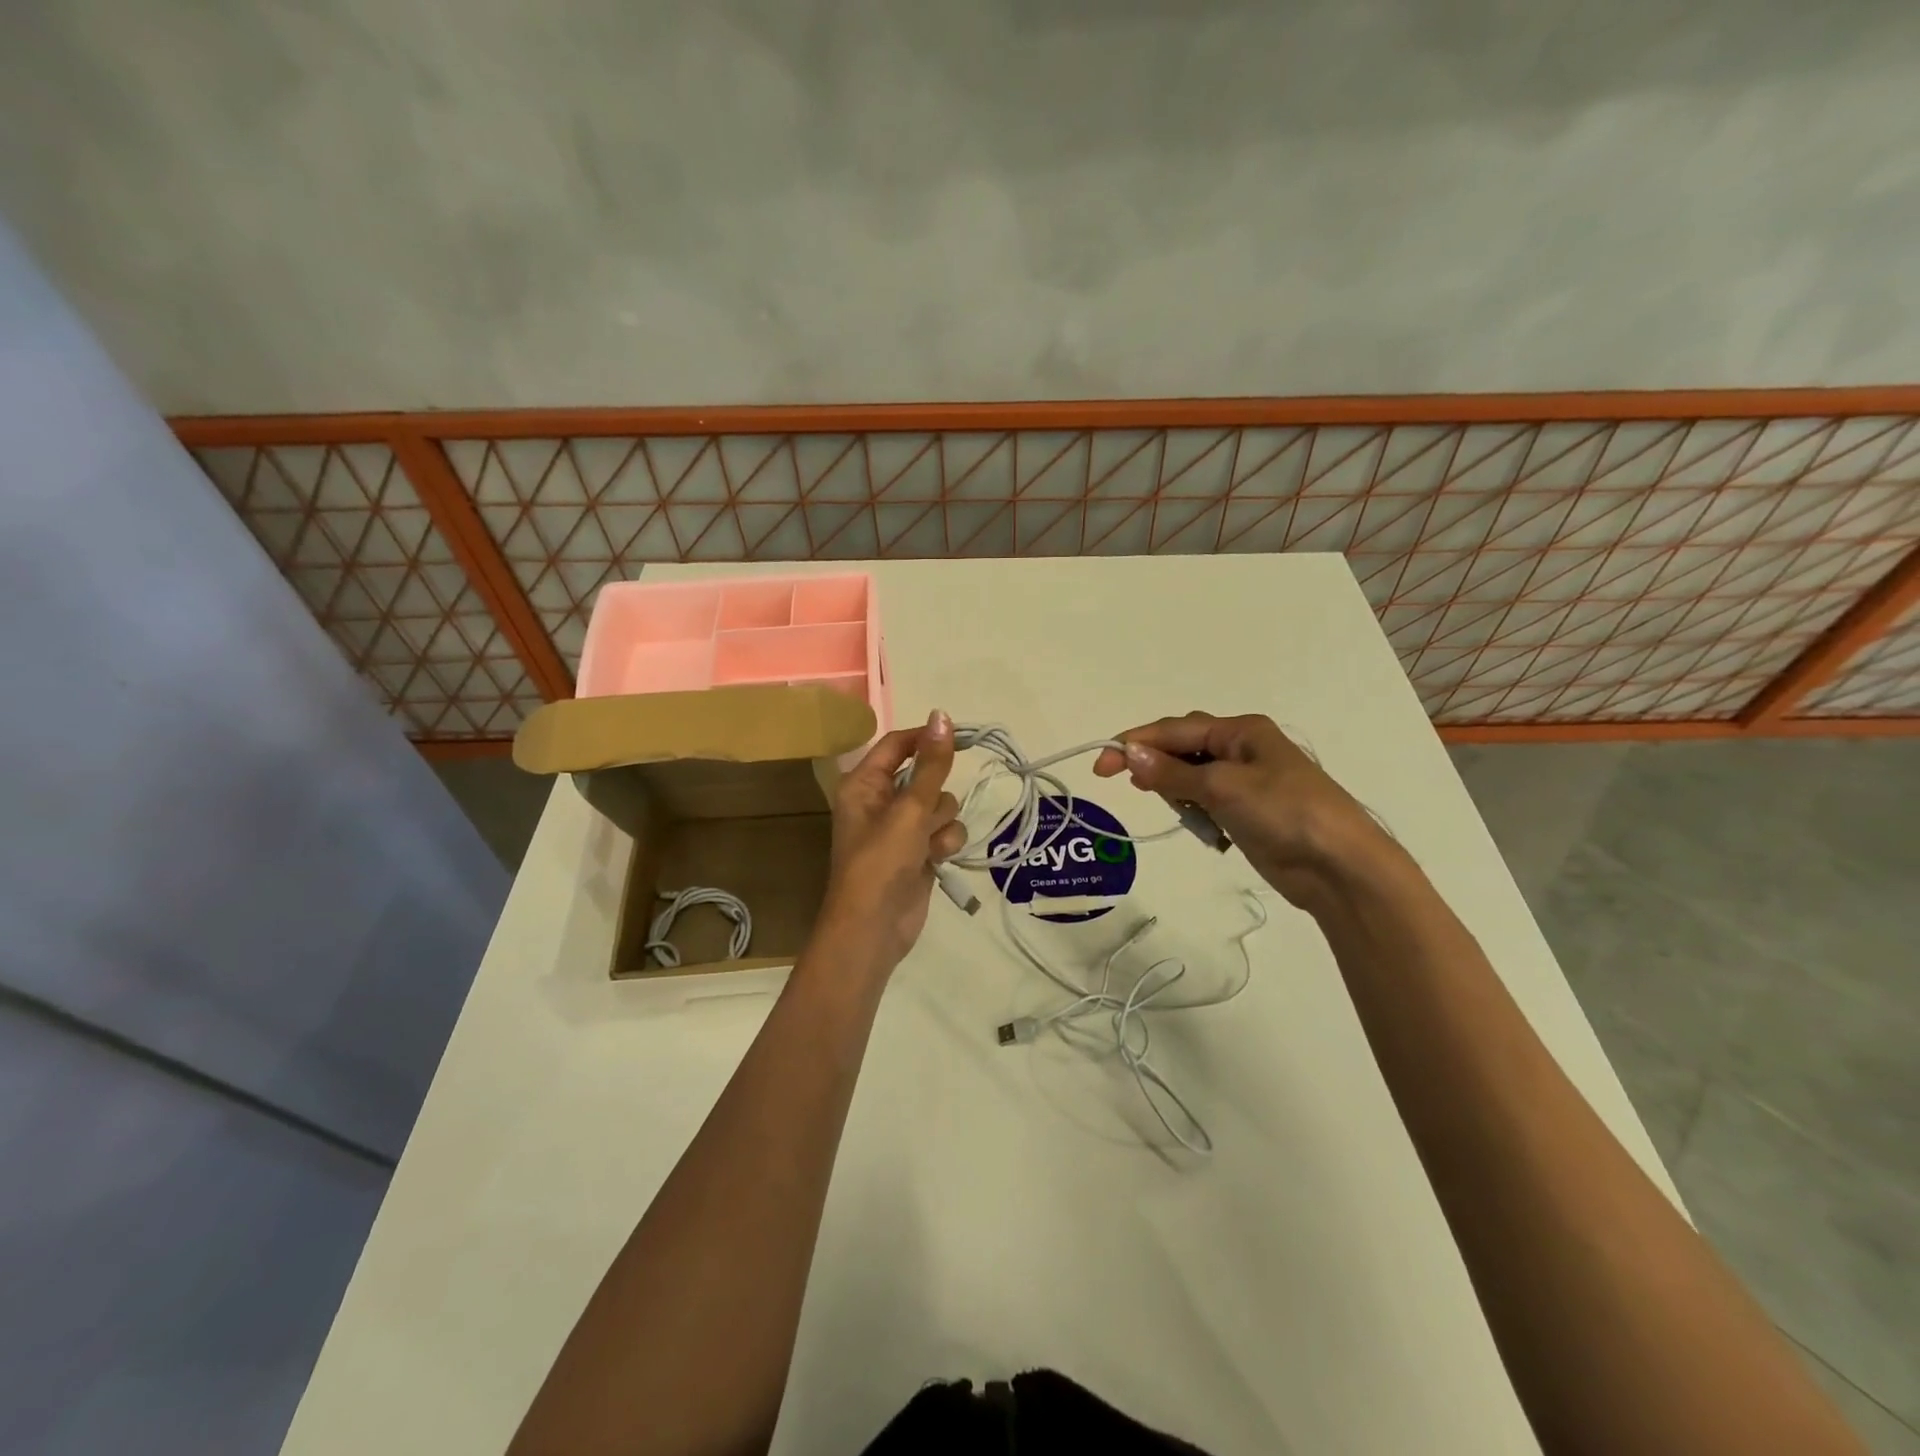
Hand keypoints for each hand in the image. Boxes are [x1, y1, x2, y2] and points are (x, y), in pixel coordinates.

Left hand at [815, 710, 967, 976]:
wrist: (874, 929)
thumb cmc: (881, 862)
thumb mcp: (909, 809)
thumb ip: (931, 764)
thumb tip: (942, 715)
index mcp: (864, 784)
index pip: (897, 744)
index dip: (926, 738)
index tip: (961, 737)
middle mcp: (881, 801)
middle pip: (925, 775)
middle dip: (934, 794)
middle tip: (925, 813)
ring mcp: (901, 829)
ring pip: (940, 805)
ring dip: (941, 823)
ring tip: (927, 844)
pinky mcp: (919, 852)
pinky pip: (944, 831)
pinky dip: (944, 843)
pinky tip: (936, 860)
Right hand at [1093, 711, 1387, 910]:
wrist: (1338, 866)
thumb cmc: (1284, 812)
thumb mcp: (1223, 787)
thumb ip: (1172, 773)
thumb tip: (1129, 753)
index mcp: (1240, 731)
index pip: (1174, 730)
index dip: (1135, 744)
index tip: (1101, 766)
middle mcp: (1241, 749)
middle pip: (1182, 748)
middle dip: (1156, 764)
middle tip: (1131, 786)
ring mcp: (1246, 781)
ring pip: (1191, 777)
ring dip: (1176, 791)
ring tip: (1176, 810)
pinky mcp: (1247, 812)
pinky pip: (1205, 802)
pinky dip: (1194, 811)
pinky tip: (1196, 824)